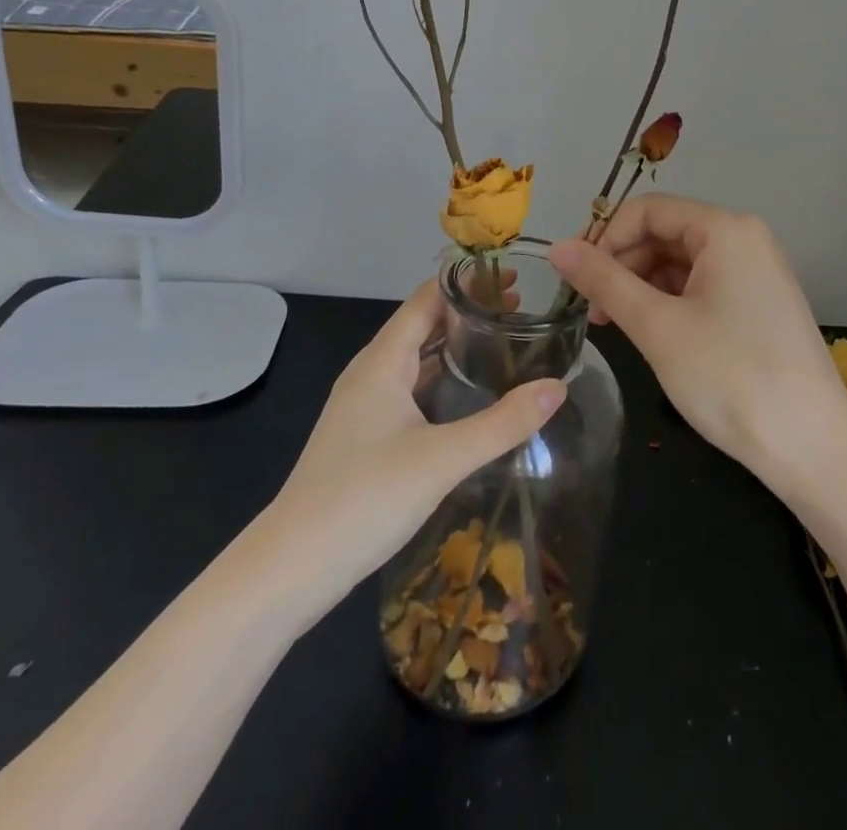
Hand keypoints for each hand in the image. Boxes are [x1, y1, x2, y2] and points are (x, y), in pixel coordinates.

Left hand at [261, 282, 564, 623]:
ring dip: (456, 346)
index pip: (427, 299)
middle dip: (469, 312)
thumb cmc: (363, 499)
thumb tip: (558, 386)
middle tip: (521, 309)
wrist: (289, 570)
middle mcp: (371, 373)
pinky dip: (443, 379)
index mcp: (383, 361)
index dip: (467, 283)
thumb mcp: (442, 459)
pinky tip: (470, 396)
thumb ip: (503, 423)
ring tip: (504, 344)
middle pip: (423, 325)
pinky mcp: (366, 437)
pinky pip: (412, 390)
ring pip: (417, 360)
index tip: (512, 276)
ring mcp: (365, 406)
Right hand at [549, 195, 846, 487]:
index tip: (575, 280)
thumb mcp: (657, 326)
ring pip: (681, 264)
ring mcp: (756, 273)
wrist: (813, 449)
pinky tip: (650, 334)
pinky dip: (669, 304)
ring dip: (641, 287)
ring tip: (614, 327)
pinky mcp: (759, 306)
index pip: (648, 210)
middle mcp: (745, 240)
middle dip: (622, 265)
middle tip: (590, 311)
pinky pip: (702, 288)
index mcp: (726, 230)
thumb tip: (557, 248)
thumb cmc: (730, 378)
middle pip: (665, 233)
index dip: (605, 238)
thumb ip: (604, 281)